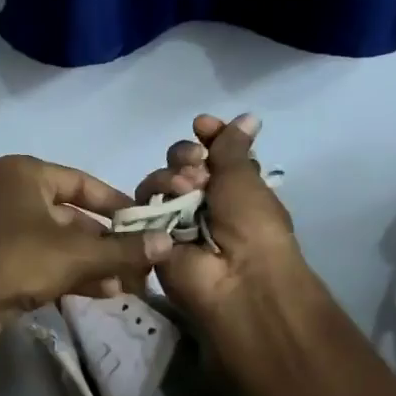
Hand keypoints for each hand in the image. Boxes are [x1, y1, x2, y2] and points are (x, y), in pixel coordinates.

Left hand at [0, 155, 174, 331]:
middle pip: (68, 215)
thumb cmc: (17, 261)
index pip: (82, 182)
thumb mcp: (77, 255)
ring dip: (89, 263)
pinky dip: (63, 272)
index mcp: (22, 173)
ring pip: (52, 241)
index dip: (116, 204)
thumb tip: (168, 243)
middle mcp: (4, 192)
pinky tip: (97, 293)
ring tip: (123, 286)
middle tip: (136, 264)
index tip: (143, 224)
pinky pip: (34, 258)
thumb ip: (123, 249)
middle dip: (104, 244)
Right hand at [133, 114, 322, 331]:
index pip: (213, 152)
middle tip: (197, 165)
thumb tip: (246, 117)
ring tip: (185, 188)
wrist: (237, 277)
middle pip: (181, 164)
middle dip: (186, 155)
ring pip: (159, 181)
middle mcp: (204, 202)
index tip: (202, 125)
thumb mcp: (246, 178)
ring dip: (171, 176)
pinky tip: (171, 198)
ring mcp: (176, 220)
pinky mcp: (152, 236)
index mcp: (234, 188)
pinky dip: (155, 195)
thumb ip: (233, 147)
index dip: (207, 136)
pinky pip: (143, 206)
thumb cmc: (252, 226)